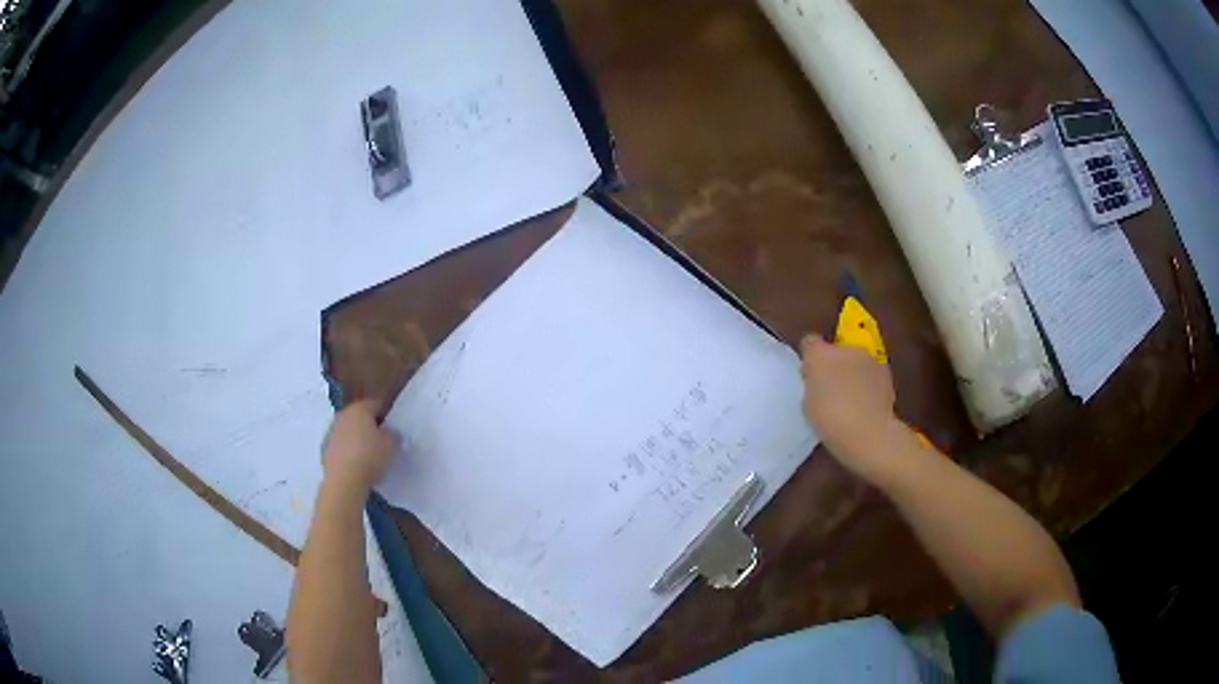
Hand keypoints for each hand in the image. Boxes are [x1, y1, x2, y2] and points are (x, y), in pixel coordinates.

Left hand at [321, 401, 399, 491]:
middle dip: (368, 426)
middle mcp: (343, 415)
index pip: (375, 405)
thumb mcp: (391, 445)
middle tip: (379, 442)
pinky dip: (346, 451)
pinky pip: (339, 445)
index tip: (391, 430)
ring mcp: (331, 431)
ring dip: (355, 438)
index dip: (385, 416)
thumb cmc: (370, 457)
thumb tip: (389, 432)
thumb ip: (393, 434)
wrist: (344, 480)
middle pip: (359, 416)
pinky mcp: (324, 448)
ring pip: (347, 430)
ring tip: (366, 456)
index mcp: (360, 409)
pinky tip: (354, 465)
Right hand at [800, 334, 900, 475]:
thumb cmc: (830, 422)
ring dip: (853, 372)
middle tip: (831, 389)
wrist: (869, 433)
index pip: (809, 342)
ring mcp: (868, 358)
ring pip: (856, 360)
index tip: (809, 375)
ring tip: (852, 398)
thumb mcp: (808, 405)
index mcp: (819, 355)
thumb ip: (812, 385)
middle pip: (836, 350)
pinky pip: (871, 372)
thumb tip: (818, 381)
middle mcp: (845, 349)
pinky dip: (869, 382)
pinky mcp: (886, 371)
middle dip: (833, 364)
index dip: (809, 357)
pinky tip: (867, 403)